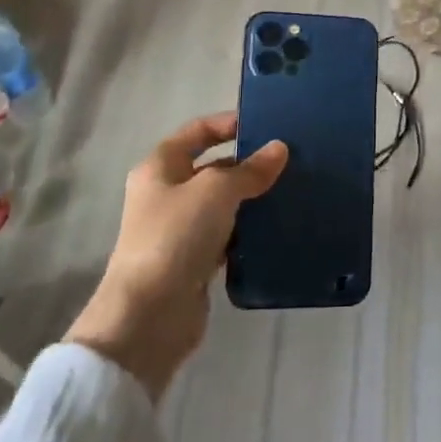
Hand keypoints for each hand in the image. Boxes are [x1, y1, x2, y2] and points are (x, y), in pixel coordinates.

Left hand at [64, 112, 287, 401]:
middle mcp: (166, 194)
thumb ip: (250, 170)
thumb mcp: (216, 191)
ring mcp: (179, 230)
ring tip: (292, 192)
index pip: (197, 131)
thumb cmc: (175, 237)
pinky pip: (227, 237)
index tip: (267, 125)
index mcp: (160, 167)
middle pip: (212, 167)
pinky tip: (277, 229)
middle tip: (291, 161)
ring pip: (222, 204)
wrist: (148, 317)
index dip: (229, 123)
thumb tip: (279, 149)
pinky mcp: (193, 262)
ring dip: (252, 199)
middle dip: (248, 164)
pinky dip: (248, 232)